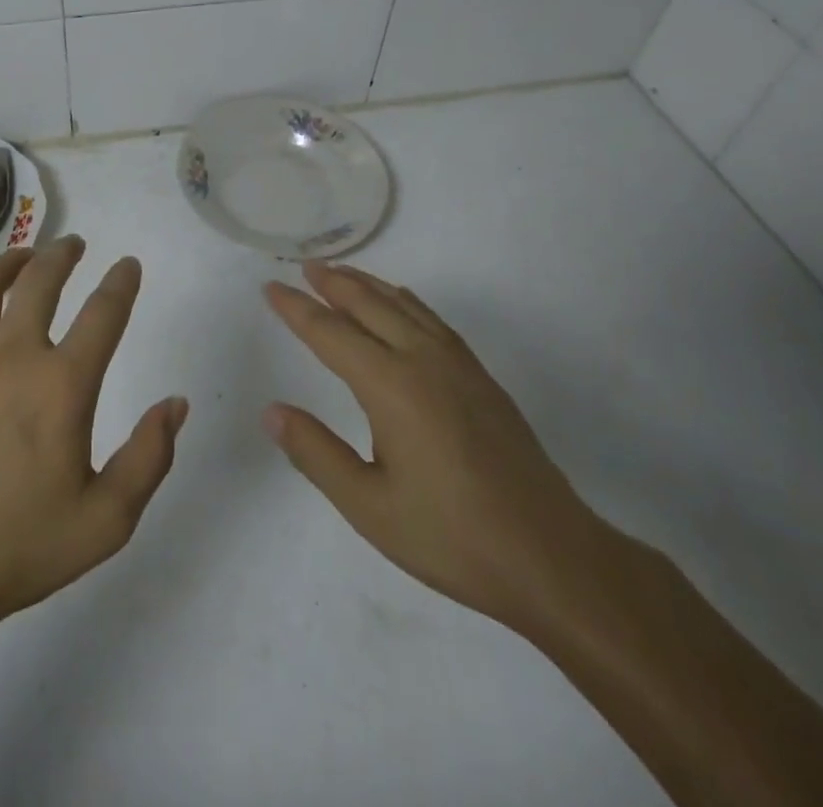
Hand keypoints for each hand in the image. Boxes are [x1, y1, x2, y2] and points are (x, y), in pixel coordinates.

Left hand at [0, 237, 186, 632]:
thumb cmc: (20, 545)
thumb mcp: (107, 520)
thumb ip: (149, 457)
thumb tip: (175, 404)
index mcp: (61, 384)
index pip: (103, 312)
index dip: (121, 282)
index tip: (128, 265)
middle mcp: (12, 353)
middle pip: (40, 279)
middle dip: (62, 254)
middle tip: (73, 244)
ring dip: (10, 260)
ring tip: (24, 257)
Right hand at [263, 262, 607, 632]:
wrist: (552, 558)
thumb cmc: (451, 536)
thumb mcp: (368, 506)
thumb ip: (316, 453)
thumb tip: (272, 411)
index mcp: (391, 386)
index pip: (331, 333)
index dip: (297, 309)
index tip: (270, 288)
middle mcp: (423, 361)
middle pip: (370, 305)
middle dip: (333, 283)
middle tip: (306, 265)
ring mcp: (458, 366)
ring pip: (404, 306)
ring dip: (369, 285)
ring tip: (342, 273)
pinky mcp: (482, 379)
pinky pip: (433, 320)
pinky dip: (406, 301)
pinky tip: (402, 304)